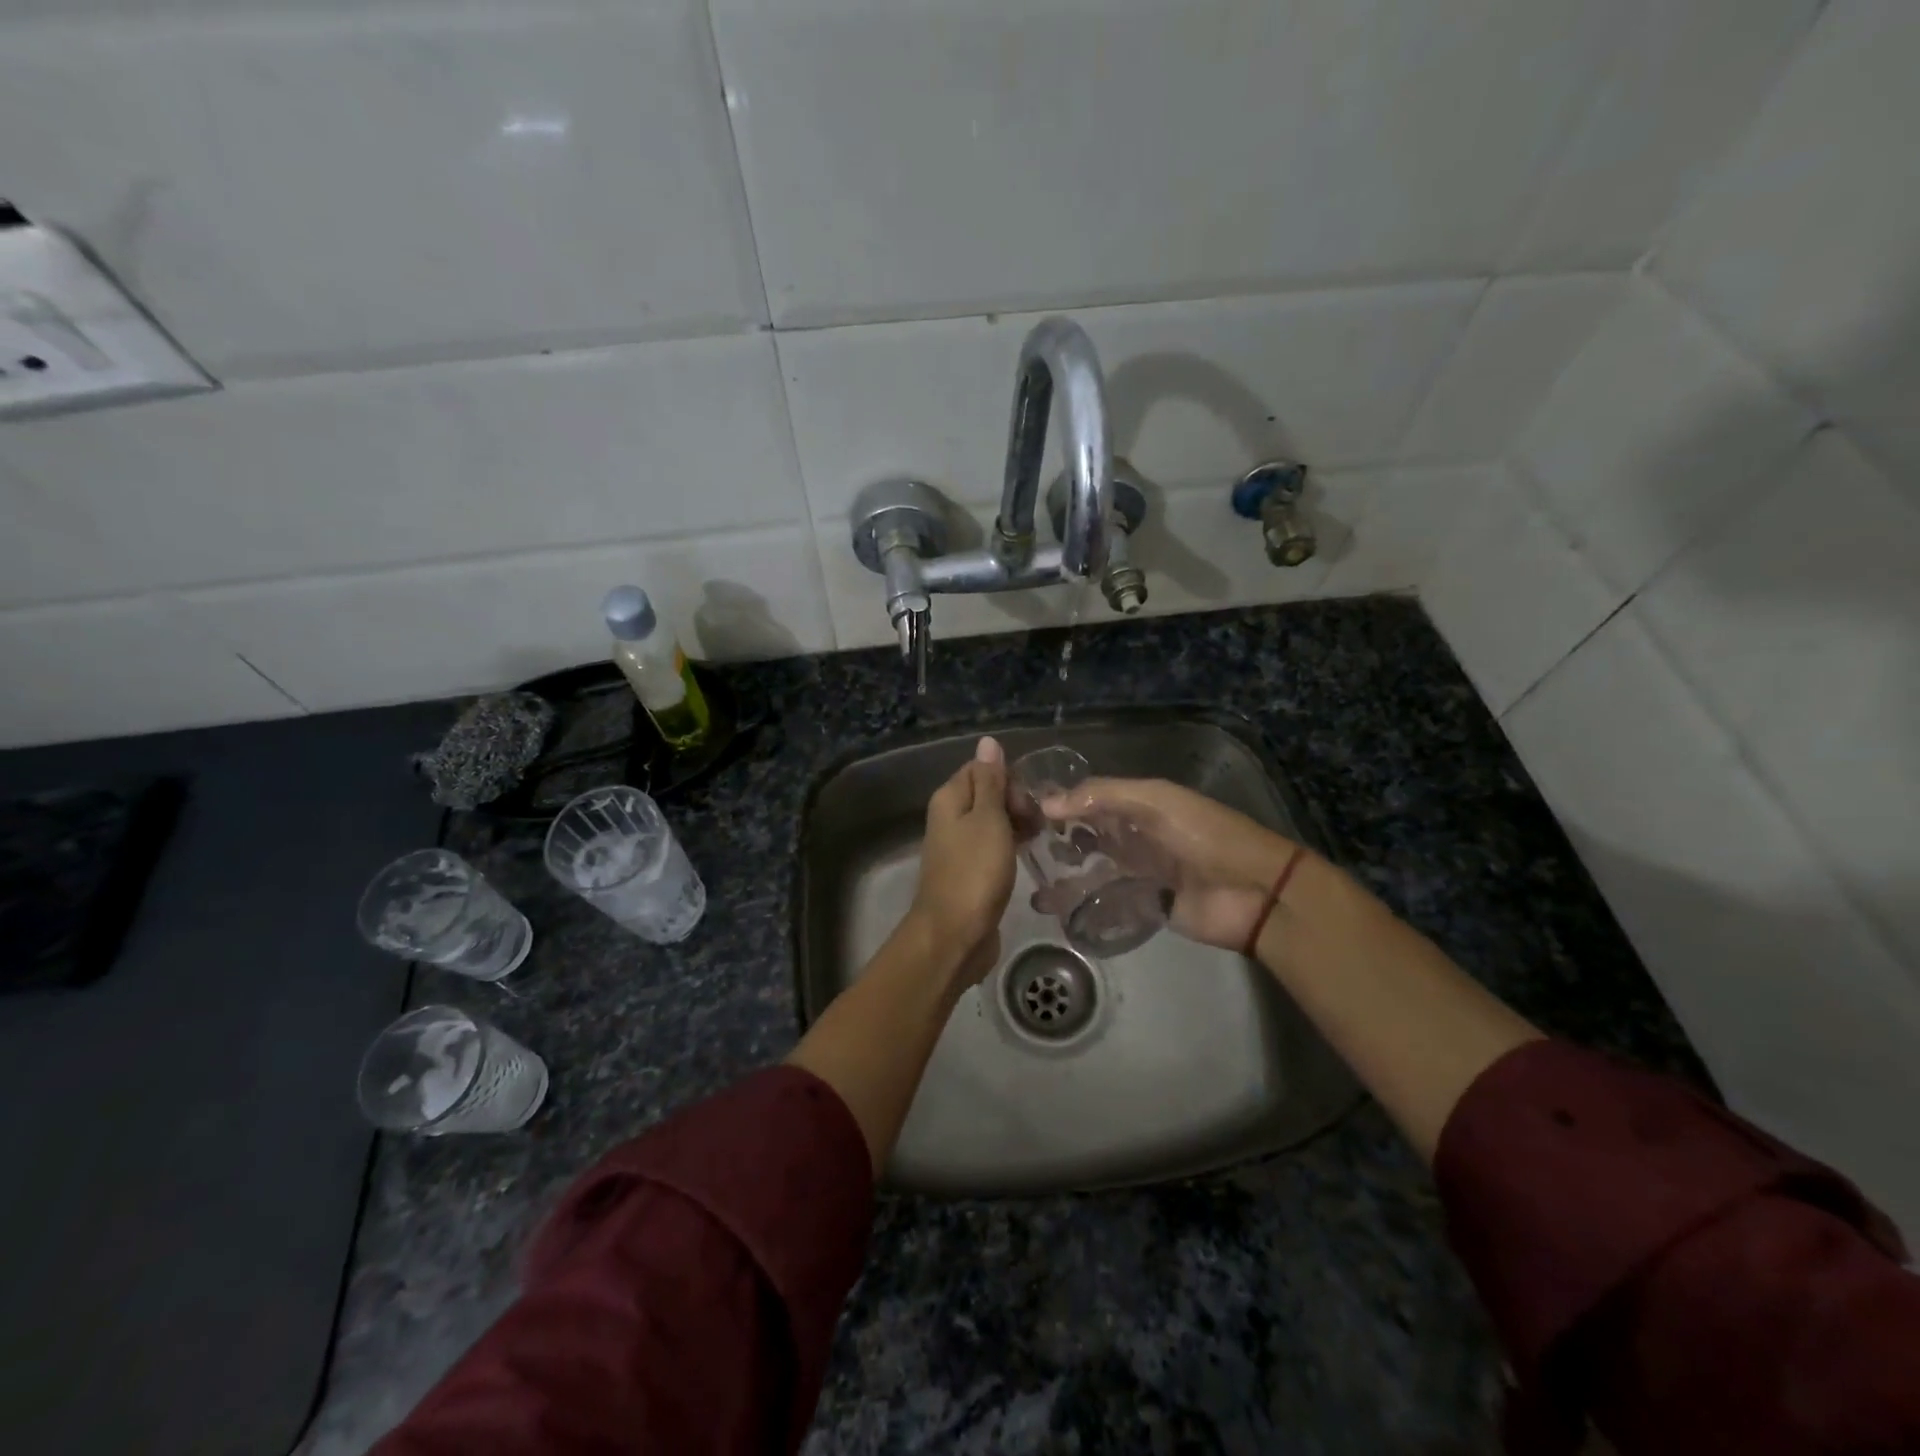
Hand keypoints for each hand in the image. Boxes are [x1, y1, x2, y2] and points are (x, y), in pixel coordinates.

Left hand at [907, 737, 1016, 986]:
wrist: (955, 934)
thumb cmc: (974, 872)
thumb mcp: (988, 820)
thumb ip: (990, 782)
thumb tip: (987, 741)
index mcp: (950, 799)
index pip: (981, 769)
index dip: (1009, 779)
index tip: (1031, 800)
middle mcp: (950, 817)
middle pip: (987, 794)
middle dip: (1016, 802)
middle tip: (1040, 823)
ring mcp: (958, 846)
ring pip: (992, 822)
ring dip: (1017, 824)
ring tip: (1043, 837)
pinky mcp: (969, 871)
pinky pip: (992, 846)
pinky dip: (1011, 846)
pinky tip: (1029, 854)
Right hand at [1039, 777, 1299, 950]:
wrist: (1254, 892)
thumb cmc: (1205, 836)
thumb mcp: (1155, 802)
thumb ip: (1102, 797)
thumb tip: (1046, 802)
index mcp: (1140, 804)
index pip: (1089, 798)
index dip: (1058, 802)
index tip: (1018, 810)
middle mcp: (1135, 835)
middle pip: (1087, 835)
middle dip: (1055, 840)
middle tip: (1019, 849)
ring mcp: (1138, 872)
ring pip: (1092, 869)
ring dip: (1064, 874)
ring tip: (1029, 882)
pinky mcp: (1143, 906)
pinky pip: (1105, 902)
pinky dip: (1080, 904)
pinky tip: (1050, 908)